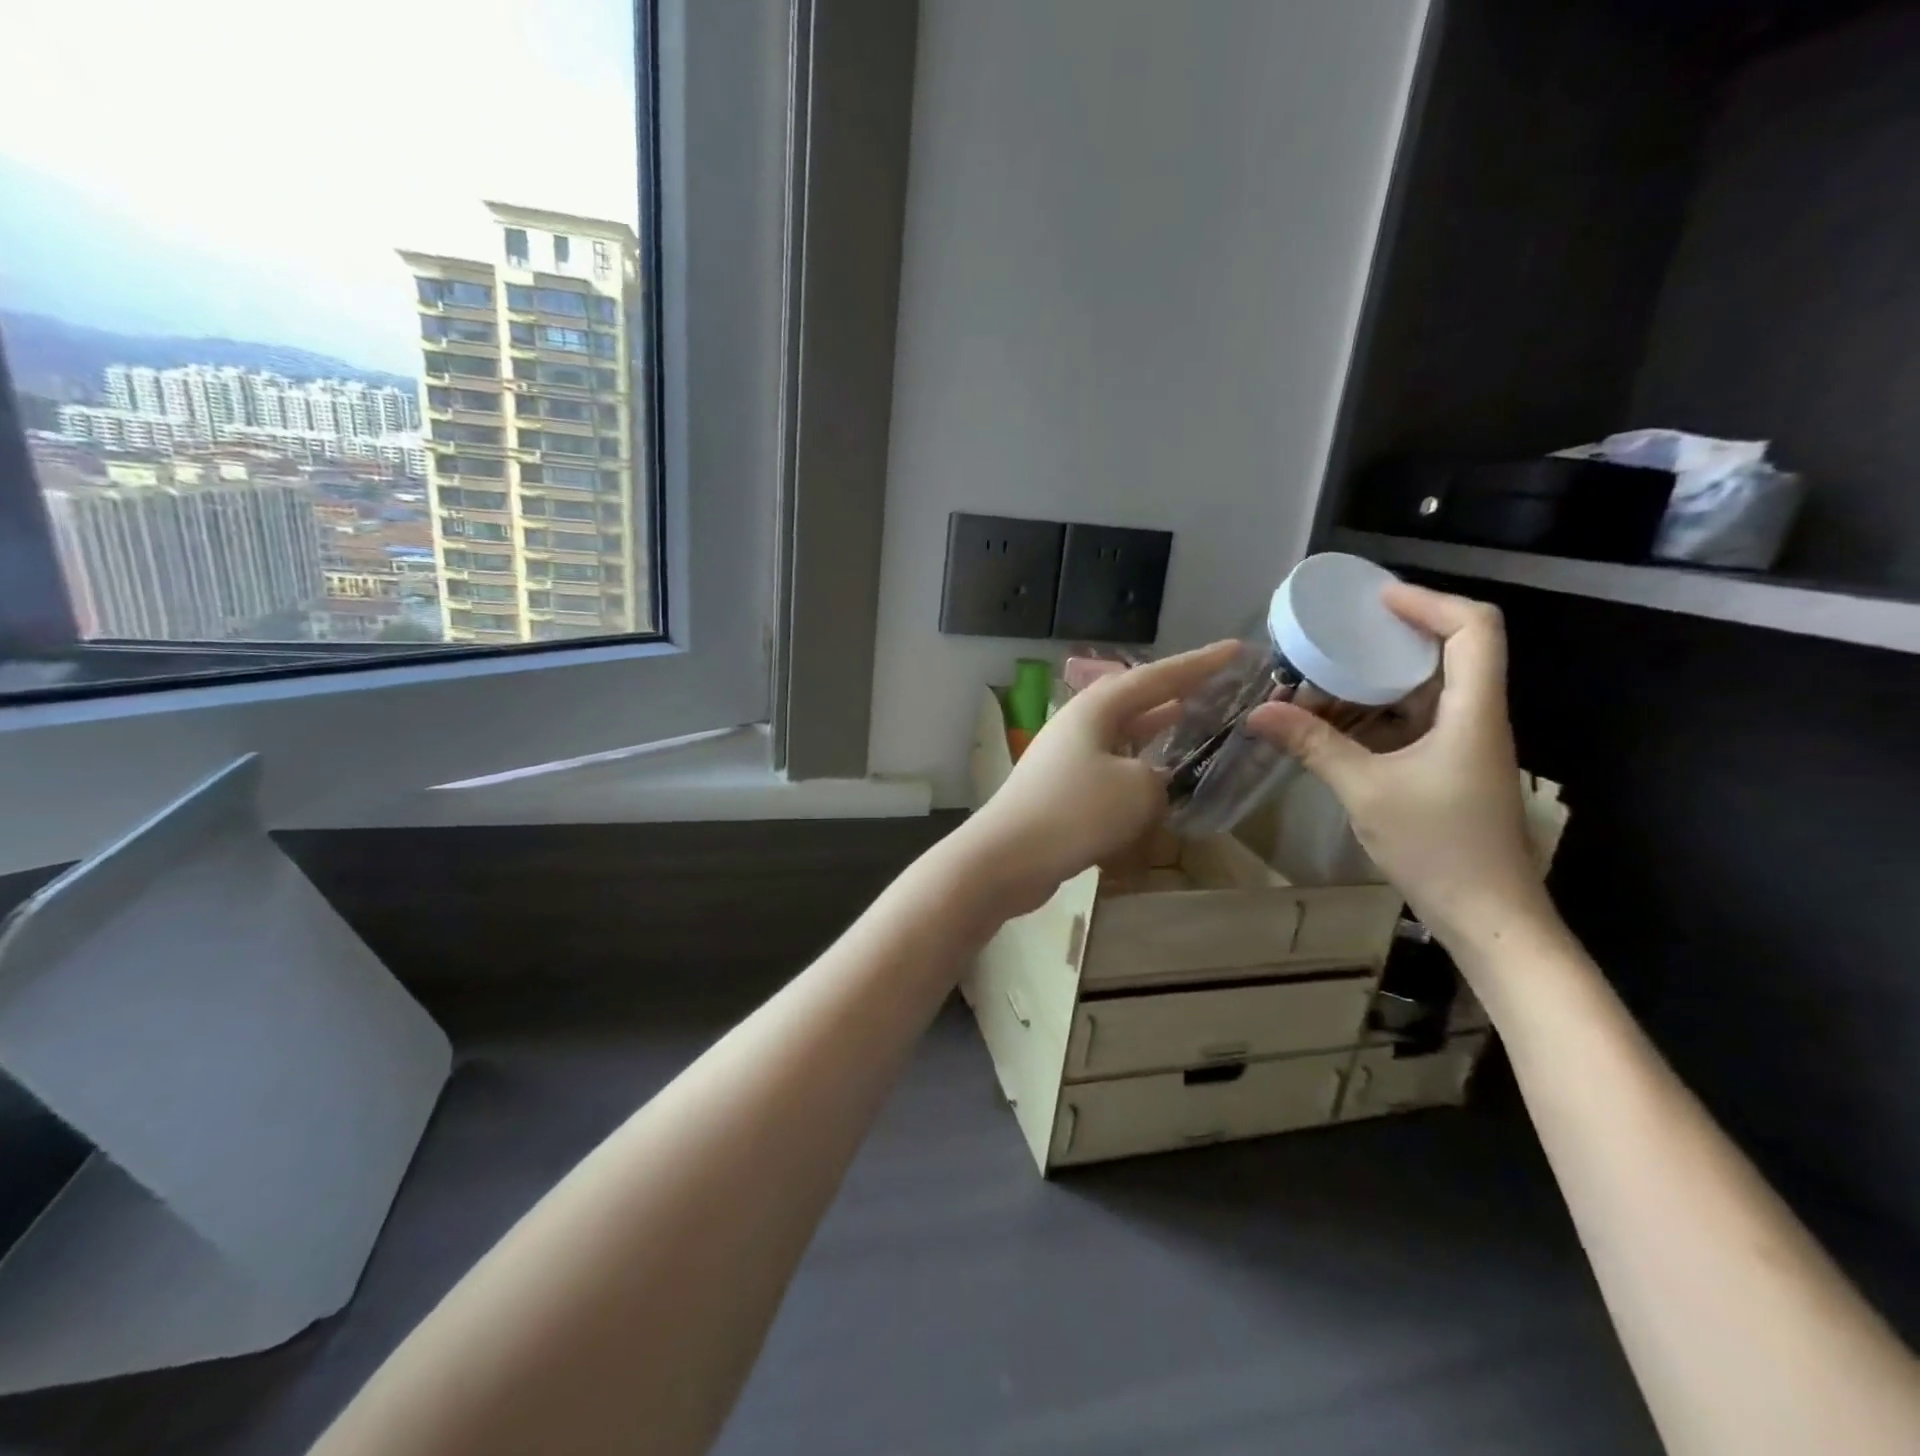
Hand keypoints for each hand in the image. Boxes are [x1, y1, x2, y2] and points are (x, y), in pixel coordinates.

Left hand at [955, 641, 1240, 918]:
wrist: (1006, 858)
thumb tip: (1152, 781)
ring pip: (1122, 734)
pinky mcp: (1061, 789)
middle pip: (1135, 699)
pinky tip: (1155, 780)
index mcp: (1096, 708)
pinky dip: (1137, 768)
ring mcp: (1066, 755)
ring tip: (1192, 722)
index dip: (1199, 664)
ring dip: (1156, 730)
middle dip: (1175, 692)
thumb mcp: (1138, 789)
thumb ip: (1160, 778)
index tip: (1236, 649)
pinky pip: (1110, 767)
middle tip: (1216, 687)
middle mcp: (1079, 723)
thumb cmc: (1075, 812)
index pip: (1157, 677)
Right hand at [1245, 585, 1551, 951]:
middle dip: (1392, 637)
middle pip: (1450, 651)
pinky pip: (1417, 721)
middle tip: (1337, 634)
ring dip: (1378, 679)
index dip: (1428, 602)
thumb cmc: (1438, 847)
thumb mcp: (1366, 790)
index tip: (1374, 600)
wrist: (1489, 916)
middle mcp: (1478, 717)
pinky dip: (1378, 713)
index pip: (1474, 628)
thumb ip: (1313, 745)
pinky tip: (1336, 723)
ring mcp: (1466, 744)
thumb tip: (1258, 713)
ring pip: (1429, 689)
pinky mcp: (1452, 767)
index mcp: (1473, 711)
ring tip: (1324, 676)